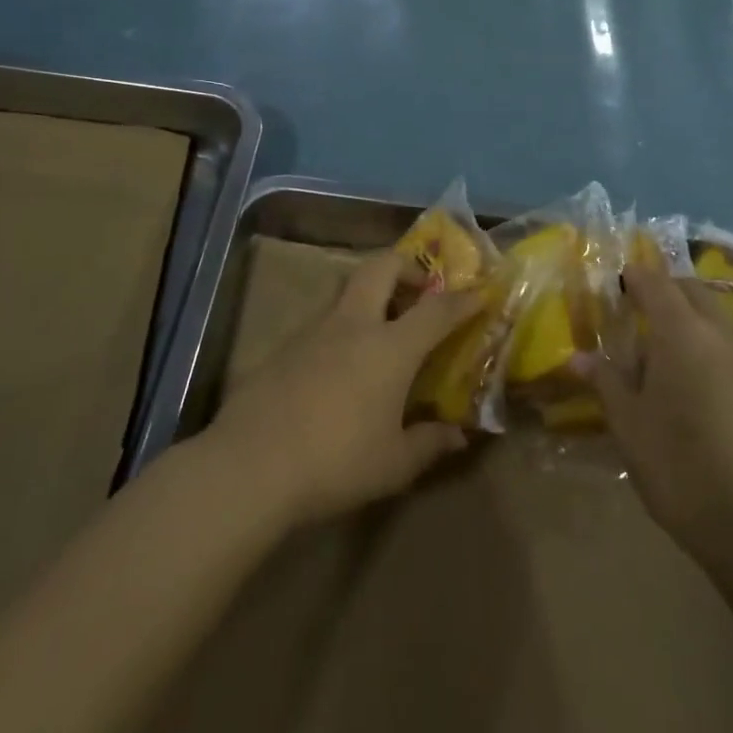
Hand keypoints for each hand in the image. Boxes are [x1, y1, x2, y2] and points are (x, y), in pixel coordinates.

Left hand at [209, 251, 476, 526]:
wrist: (251, 466)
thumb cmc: (336, 462)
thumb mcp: (394, 464)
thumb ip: (430, 444)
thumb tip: (458, 436)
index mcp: (390, 347)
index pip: (437, 310)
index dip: (463, 299)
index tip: (481, 293)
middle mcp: (354, 325)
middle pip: (382, 267)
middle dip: (408, 266)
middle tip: (421, 288)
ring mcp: (314, 331)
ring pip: (348, 289)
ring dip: (372, 294)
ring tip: (383, 328)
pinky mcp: (284, 347)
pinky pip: (323, 321)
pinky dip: (343, 326)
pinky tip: (340, 365)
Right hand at [573, 264, 732, 564]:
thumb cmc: (680, 466)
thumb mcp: (629, 426)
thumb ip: (606, 382)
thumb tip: (578, 357)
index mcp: (681, 332)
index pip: (655, 283)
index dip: (635, 277)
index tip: (618, 282)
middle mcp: (720, 332)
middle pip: (692, 291)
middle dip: (666, 292)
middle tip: (638, 313)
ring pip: (716, 317)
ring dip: (690, 319)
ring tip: (664, 355)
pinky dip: (711, 345)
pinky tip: (697, 385)